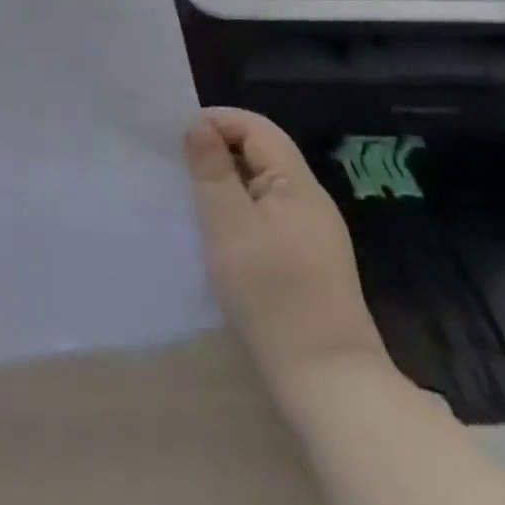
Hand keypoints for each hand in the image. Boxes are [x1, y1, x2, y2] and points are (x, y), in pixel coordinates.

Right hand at [185, 108, 389, 393]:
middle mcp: (310, 201)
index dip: (217, 121)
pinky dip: (238, 210)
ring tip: (190, 195)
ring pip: (262, 185)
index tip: (178, 137)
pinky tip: (218, 232)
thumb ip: (212, 169)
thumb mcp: (228, 224)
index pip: (257, 128)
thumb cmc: (272, 293)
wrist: (327, 382)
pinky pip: (267, 215)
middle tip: (177, 164)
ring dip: (226, 181)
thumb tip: (199, 125)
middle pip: (261, 153)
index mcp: (297, 184)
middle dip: (218, 150)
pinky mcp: (307, 263)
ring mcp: (312, 234)